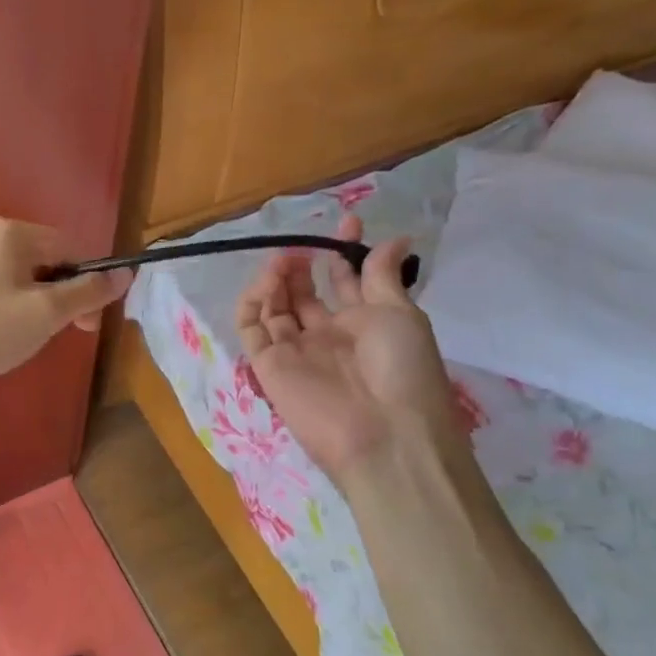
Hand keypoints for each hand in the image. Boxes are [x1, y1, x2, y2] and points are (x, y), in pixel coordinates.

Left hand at [0, 217, 130, 401]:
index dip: (87, 285)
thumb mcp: (48, 313)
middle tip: (63, 333)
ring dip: (37, 303)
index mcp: (10, 231)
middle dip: (61, 296)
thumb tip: (126, 273)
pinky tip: (4, 332)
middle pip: (45, 260)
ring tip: (30, 336)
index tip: (87, 324)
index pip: (70, 249)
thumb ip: (88, 292)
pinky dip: (10, 305)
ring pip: (20, 275)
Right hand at [235, 216, 458, 483]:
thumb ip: (383, 276)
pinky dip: (252, 303)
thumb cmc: (403, 370)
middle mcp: (327, 335)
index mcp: (363, 323)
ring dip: (275, 280)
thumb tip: (393, 238)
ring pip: (274, 307)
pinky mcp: (268, 366)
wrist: (384, 434)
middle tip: (302, 246)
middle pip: (304, 293)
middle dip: (302, 264)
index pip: (345, 281)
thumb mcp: (400, 314)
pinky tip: (266, 283)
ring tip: (284, 260)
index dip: (343, 252)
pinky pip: (252, 329)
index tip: (347, 221)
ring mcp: (296, 351)